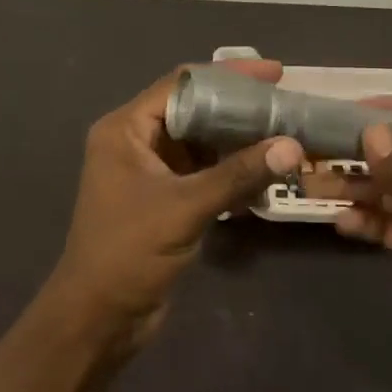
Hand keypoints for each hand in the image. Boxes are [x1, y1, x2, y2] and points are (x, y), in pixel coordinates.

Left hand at [45, 62, 305, 348]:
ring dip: (239, 142)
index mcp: (126, 129)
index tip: (274, 74)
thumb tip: (292, 146)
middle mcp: (136, 142)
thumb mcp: (185, 207)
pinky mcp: (165, 199)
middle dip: (239, 109)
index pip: (182, 85)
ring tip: (285, 135)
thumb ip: (238, 174)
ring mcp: (150, 172)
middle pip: (194, 111)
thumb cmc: (129, 252)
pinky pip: (204, 173)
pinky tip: (266, 174)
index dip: (229, 75)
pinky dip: (232, 172)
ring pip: (202, 144)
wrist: (99, 318)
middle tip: (286, 105)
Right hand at [306, 98, 391, 374]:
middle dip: (356, 151)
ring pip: (386, 189)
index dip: (385, 110)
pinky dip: (365, 222)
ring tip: (308, 185)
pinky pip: (387, 225)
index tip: (340, 111)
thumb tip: (367, 131)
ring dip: (351, 187)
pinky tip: (340, 222)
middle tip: (308, 150)